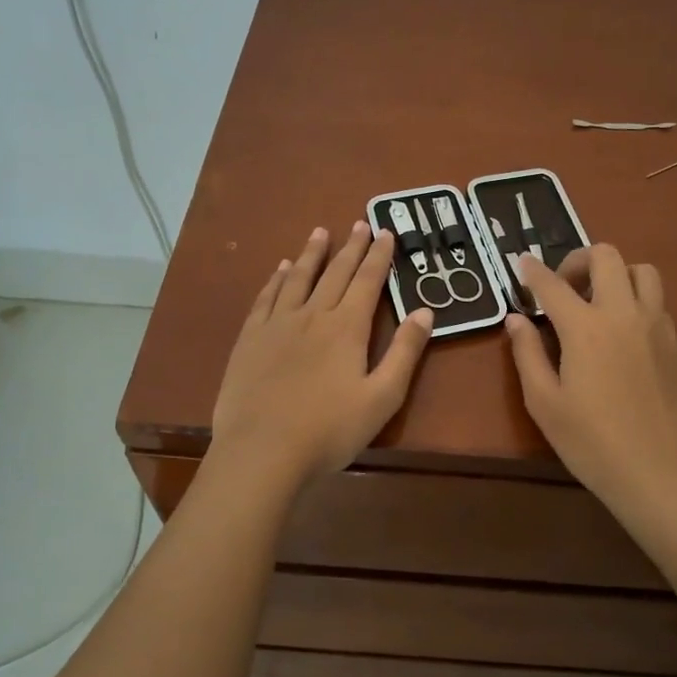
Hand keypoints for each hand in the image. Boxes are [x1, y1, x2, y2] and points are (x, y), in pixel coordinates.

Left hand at [211, 222, 434, 484]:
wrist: (262, 452)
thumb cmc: (330, 431)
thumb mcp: (382, 397)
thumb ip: (405, 352)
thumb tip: (425, 311)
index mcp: (347, 328)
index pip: (368, 281)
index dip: (379, 256)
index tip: (386, 232)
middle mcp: (312, 315)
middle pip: (335, 273)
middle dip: (351, 247)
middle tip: (359, 223)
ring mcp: (277, 325)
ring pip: (298, 278)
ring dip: (312, 254)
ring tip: (320, 232)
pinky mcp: (250, 339)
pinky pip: (266, 298)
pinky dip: (277, 279)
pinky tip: (281, 269)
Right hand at [505, 245, 676, 520]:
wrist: (659, 471)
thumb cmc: (591, 442)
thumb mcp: (544, 402)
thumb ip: (527, 353)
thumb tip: (516, 319)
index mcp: (585, 327)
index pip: (553, 284)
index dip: (532, 270)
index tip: (521, 263)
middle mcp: (623, 313)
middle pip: (606, 256)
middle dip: (578, 259)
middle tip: (562, 286)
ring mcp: (655, 324)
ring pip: (641, 270)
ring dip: (615, 272)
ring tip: (597, 300)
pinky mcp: (674, 341)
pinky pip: (656, 298)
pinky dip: (635, 296)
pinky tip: (620, 328)